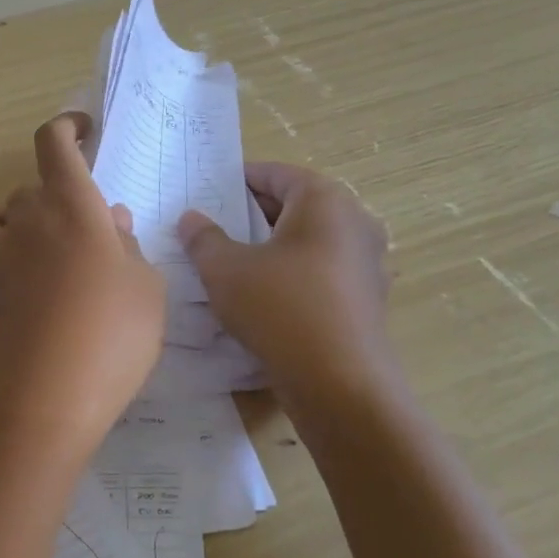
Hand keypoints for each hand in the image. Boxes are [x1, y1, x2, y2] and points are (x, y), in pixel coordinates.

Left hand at [0, 114, 165, 459]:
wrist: (39, 401)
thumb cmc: (109, 342)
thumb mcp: (146, 294)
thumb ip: (129, 249)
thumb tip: (111, 221)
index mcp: (74, 208)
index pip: (56, 145)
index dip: (67, 127)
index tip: (82, 130)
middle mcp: (26, 219)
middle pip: (32, 190)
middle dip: (56, 204)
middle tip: (81, 241)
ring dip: (14, 222)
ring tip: (36, 254)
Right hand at [178, 162, 395, 400]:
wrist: (339, 383)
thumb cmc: (280, 309)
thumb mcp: (225, 270)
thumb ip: (203, 238)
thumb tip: (191, 218)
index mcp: (324, 201)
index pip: (277, 174)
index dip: (240, 179)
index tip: (209, 191)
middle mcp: (355, 222)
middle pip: (296, 205)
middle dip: (254, 214)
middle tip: (215, 227)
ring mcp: (367, 262)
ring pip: (310, 241)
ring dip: (274, 246)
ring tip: (234, 262)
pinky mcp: (367, 299)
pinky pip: (322, 271)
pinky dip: (293, 274)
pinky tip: (264, 296)